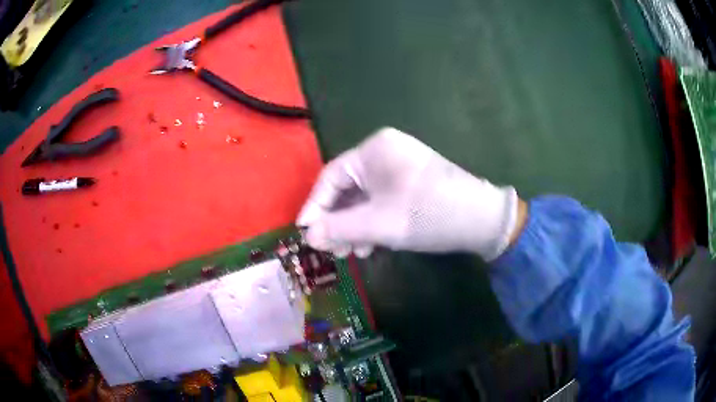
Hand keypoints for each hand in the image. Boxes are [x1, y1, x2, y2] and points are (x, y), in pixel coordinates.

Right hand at [297, 127, 522, 259]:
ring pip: (364, 198)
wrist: (482, 219)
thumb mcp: (379, 224)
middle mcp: (384, 152)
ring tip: (351, 253)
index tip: (304, 232)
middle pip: (347, 189)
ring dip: (354, 226)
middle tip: (331, 249)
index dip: (314, 206)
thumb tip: (307, 235)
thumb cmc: (428, 214)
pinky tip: (370, 244)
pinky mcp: (410, 181)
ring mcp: (399, 166)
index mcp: (374, 150)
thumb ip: (339, 228)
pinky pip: (381, 200)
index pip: (331, 177)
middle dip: (337, 221)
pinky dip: (372, 222)